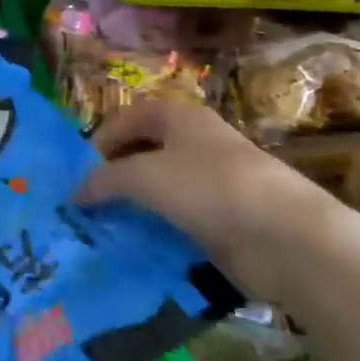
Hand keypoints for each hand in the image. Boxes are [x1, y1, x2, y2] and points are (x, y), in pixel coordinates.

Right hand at [75, 98, 324, 271]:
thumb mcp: (141, 176)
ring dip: (133, 204)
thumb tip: (75, 193)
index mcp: (180, 117)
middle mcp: (196, 143)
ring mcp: (212, 181)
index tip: (80, 172)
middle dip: (113, 174)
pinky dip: (156, 227)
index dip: (100, 139)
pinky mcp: (223, 217)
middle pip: (143, 151)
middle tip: (88, 200)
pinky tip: (138, 243)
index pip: (127, 117)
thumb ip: (102, 180)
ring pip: (159, 187)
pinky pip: (177, 217)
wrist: (284, 237)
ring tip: (105, 225)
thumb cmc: (208, 187)